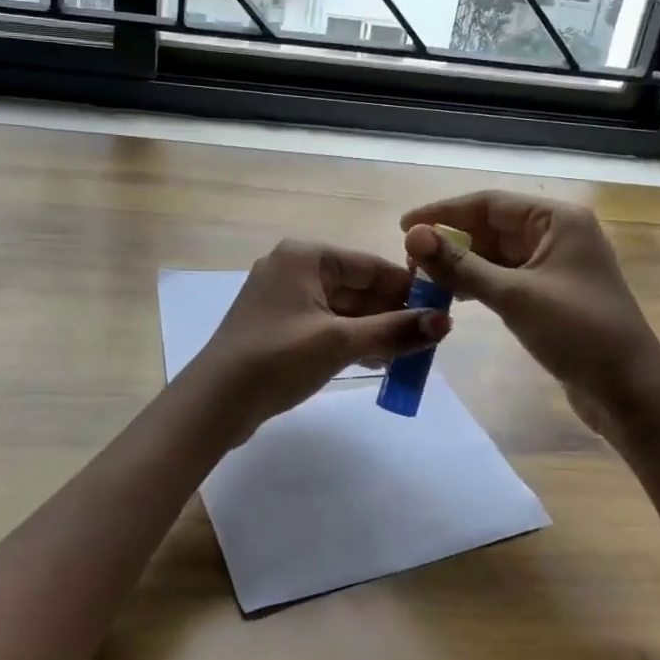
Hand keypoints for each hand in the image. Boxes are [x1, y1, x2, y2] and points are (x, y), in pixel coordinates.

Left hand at [185, 240, 449, 438]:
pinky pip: (324, 323)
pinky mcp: (278, 324)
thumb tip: (445, 323)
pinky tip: (375, 361)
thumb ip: (394, 331)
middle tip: (427, 340)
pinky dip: (349, 339)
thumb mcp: (340, 344)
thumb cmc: (277, 360)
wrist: (213, 403)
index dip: (407, 289)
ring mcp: (283, 296)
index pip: (370, 265)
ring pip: (342, 307)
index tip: (439, 313)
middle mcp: (293, 267)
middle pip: (356, 286)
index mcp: (305, 256)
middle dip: (391, 313)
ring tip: (406, 356)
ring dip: (373, 330)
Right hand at [399, 191, 659, 444]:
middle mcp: (557, 234)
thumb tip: (412, 235)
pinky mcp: (551, 293)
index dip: (443, 212)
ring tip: (424, 279)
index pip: (489, 203)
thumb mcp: (514, 296)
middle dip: (451, 240)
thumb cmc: (578, 333)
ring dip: (462, 263)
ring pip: (496, 253)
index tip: (404, 225)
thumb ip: (461, 266)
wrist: (630, 391)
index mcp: (557, 220)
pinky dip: (479, 282)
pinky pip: (505, 276)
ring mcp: (555, 265)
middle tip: (410, 260)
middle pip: (491, 226)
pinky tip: (454, 296)